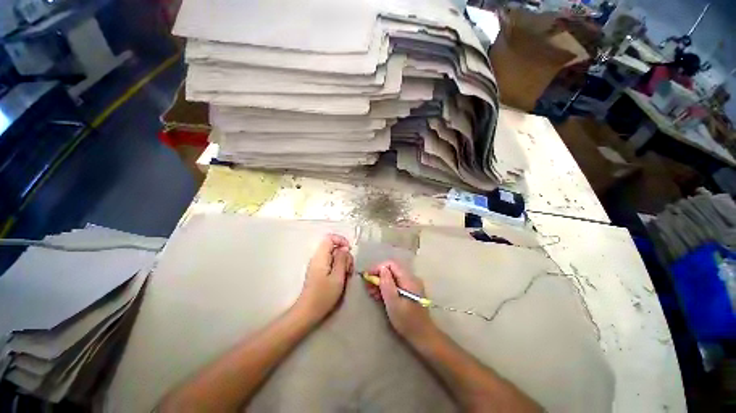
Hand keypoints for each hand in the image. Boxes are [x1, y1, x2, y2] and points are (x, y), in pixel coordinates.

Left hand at [296, 234, 353, 321]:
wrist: (308, 312)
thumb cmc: (323, 295)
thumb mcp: (337, 277)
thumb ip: (342, 260)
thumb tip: (344, 248)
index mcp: (321, 256)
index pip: (329, 238)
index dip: (341, 240)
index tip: (349, 250)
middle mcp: (317, 258)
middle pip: (333, 247)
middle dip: (344, 254)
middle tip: (349, 268)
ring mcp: (317, 265)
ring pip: (333, 255)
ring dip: (342, 262)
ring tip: (347, 275)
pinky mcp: (318, 272)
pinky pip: (331, 263)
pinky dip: (338, 267)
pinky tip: (342, 278)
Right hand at [364, 261, 435, 342]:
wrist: (423, 336)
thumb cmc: (407, 321)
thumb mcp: (393, 303)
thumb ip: (387, 284)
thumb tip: (381, 268)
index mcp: (409, 279)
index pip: (391, 264)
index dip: (378, 268)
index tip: (368, 276)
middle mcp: (411, 278)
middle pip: (392, 270)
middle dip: (378, 275)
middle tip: (367, 286)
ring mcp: (411, 284)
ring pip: (393, 277)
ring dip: (381, 282)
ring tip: (371, 292)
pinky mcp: (410, 291)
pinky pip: (396, 284)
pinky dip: (387, 287)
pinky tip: (379, 295)